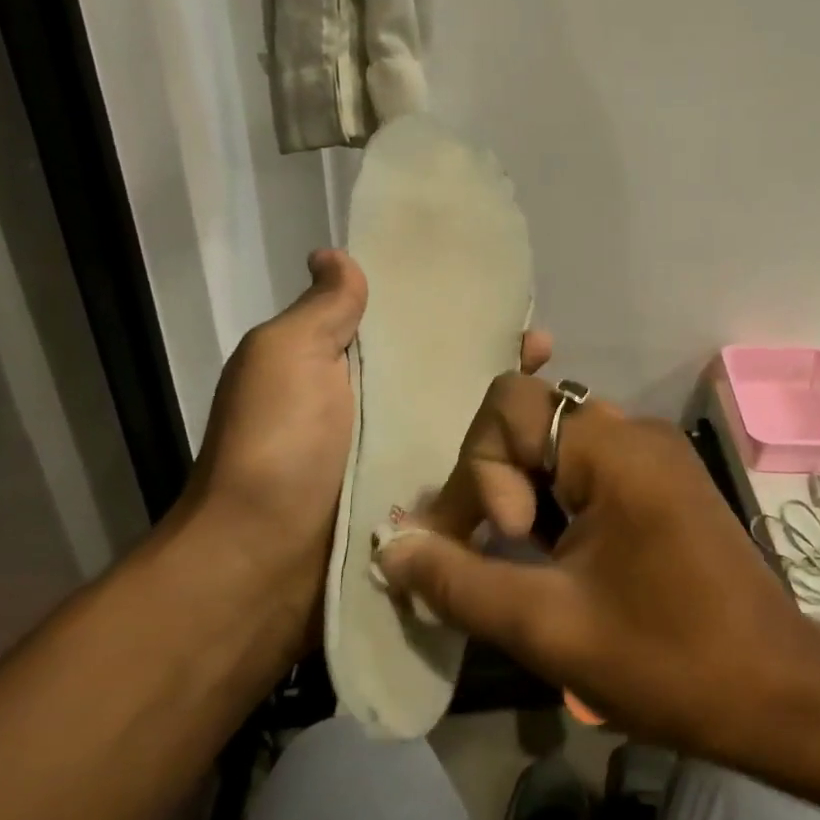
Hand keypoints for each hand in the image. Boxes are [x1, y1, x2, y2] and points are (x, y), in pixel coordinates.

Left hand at [181, 251, 553, 659]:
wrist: (262, 563)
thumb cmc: (275, 446)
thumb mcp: (284, 358)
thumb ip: (321, 311)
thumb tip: (334, 255)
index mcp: (348, 367)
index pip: (412, 325)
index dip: (454, 306)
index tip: (501, 293)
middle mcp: (380, 408)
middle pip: (450, 371)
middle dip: (496, 354)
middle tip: (543, 346)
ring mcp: (405, 458)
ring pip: (469, 421)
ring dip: (511, 405)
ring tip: (557, 393)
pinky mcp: (426, 504)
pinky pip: (472, 471)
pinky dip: (506, 458)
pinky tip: (548, 445)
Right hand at [377, 375, 819, 757]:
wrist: (776, 689)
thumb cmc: (667, 659)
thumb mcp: (549, 626)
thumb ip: (459, 581)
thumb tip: (390, 547)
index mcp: (614, 447)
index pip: (508, 405)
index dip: (483, 470)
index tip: (512, 541)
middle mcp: (635, 431)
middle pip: (529, 420)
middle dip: (494, 481)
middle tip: (496, 556)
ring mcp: (655, 455)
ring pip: (555, 446)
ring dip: (522, 494)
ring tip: (521, 560)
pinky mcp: (663, 483)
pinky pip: (588, 470)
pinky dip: (555, 502)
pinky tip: (553, 555)